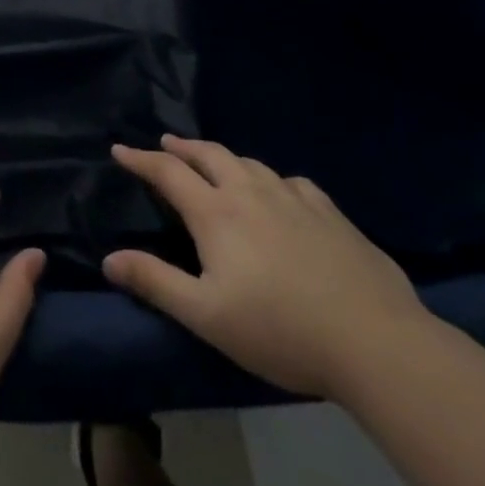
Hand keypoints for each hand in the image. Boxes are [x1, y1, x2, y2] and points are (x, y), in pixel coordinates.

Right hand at [104, 136, 430, 399]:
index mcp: (216, 213)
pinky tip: (280, 192)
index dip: (140, 159)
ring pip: (249, 163)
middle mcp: (250, 192)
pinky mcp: (330, 213)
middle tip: (166, 144)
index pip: (168, 172)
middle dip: (181, 147)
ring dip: (223, 157)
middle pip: (209, 154)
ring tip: (214, 162)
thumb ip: (156, 282)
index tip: (119, 149)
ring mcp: (294, 198)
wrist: (375, 341)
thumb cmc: (280, 330)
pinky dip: (271, 178)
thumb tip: (109, 259)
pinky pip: (291, 181)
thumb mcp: (206, 315)